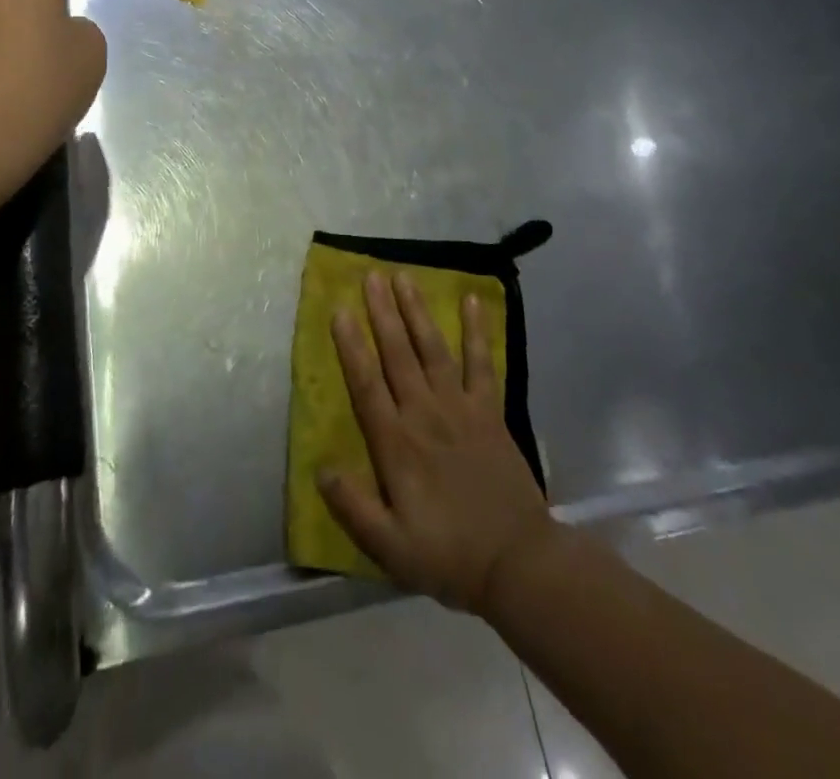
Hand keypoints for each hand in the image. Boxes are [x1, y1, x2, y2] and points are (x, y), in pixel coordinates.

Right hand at [322, 270, 556, 614]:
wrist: (518, 564)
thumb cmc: (448, 555)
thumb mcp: (390, 548)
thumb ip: (353, 507)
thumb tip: (321, 467)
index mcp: (397, 444)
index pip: (367, 385)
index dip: (351, 347)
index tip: (339, 311)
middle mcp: (425, 414)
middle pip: (398, 354)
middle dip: (382, 313)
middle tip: (370, 275)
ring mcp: (460, 408)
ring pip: (432, 349)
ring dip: (417, 311)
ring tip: (404, 277)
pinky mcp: (489, 411)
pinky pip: (482, 363)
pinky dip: (477, 331)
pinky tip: (473, 300)